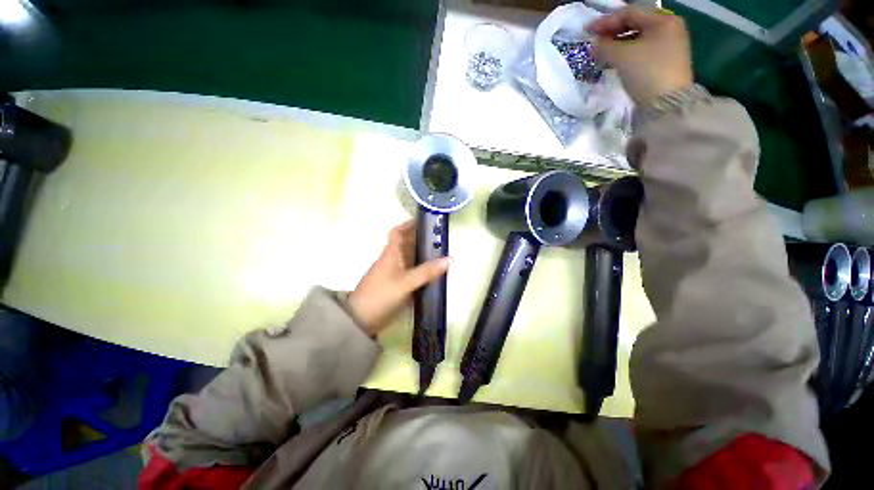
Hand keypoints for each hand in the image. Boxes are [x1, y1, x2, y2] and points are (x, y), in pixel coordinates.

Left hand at [348, 221, 451, 335]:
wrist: (361, 318)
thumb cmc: (381, 294)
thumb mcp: (406, 282)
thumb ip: (427, 271)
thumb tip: (449, 259)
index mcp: (391, 253)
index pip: (398, 232)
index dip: (409, 224)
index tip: (424, 220)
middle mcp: (392, 259)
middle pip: (406, 244)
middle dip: (421, 238)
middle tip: (440, 237)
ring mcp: (393, 272)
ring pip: (409, 257)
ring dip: (422, 253)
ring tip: (440, 251)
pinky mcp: (395, 283)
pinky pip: (410, 270)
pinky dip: (420, 268)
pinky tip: (432, 271)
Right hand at [587, 7, 692, 104]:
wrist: (667, 103)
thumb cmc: (647, 72)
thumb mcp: (622, 57)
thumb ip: (605, 46)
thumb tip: (594, 44)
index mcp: (663, 20)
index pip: (629, 14)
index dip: (605, 21)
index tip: (587, 31)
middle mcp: (669, 28)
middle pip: (635, 25)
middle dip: (612, 33)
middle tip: (594, 42)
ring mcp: (669, 45)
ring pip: (637, 39)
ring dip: (617, 45)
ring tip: (602, 53)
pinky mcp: (665, 61)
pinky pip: (641, 51)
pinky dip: (626, 54)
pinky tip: (614, 62)